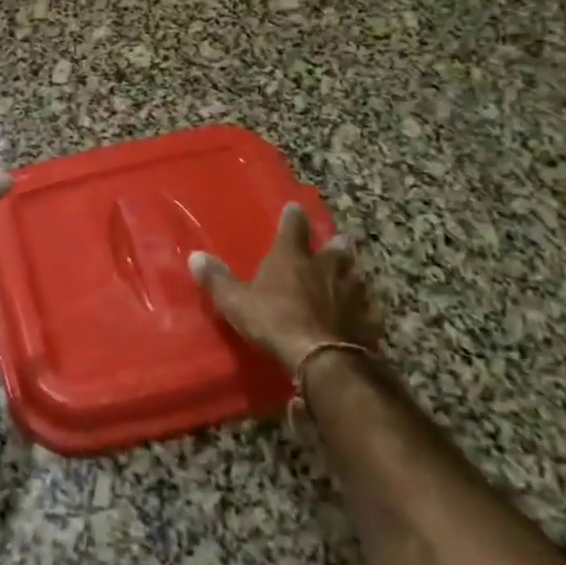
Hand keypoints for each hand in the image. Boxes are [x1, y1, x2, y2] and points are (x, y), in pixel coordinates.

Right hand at [189, 205, 381, 372]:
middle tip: (338, 240)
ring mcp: (351, 293)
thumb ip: (217, 279)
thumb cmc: (274, 320)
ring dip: (353, 273)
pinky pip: (370, 309)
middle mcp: (325, 268)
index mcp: (292, 257)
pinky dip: (367, 308)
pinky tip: (367, 312)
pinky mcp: (368, 321)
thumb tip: (195, 256)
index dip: (292, 216)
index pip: (292, 227)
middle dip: (335, 244)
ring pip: (356, 275)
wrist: (322, 357)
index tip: (295, 207)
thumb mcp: (236, 301)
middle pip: (335, 249)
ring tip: (353, 273)